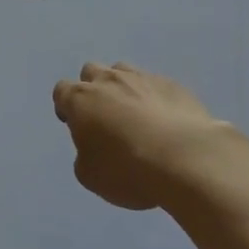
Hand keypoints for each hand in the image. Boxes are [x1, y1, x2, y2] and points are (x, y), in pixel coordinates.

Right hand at [53, 63, 234, 211]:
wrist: (187, 159)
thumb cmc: (129, 170)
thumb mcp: (91, 177)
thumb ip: (84, 156)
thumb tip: (92, 147)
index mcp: (80, 99)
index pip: (61, 91)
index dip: (66, 107)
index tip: (76, 126)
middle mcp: (107, 80)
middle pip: (91, 72)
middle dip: (94, 90)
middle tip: (105, 118)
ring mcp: (142, 78)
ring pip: (123, 72)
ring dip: (123, 89)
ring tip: (136, 116)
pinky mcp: (173, 85)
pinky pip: (156, 85)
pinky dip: (154, 99)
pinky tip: (166, 122)